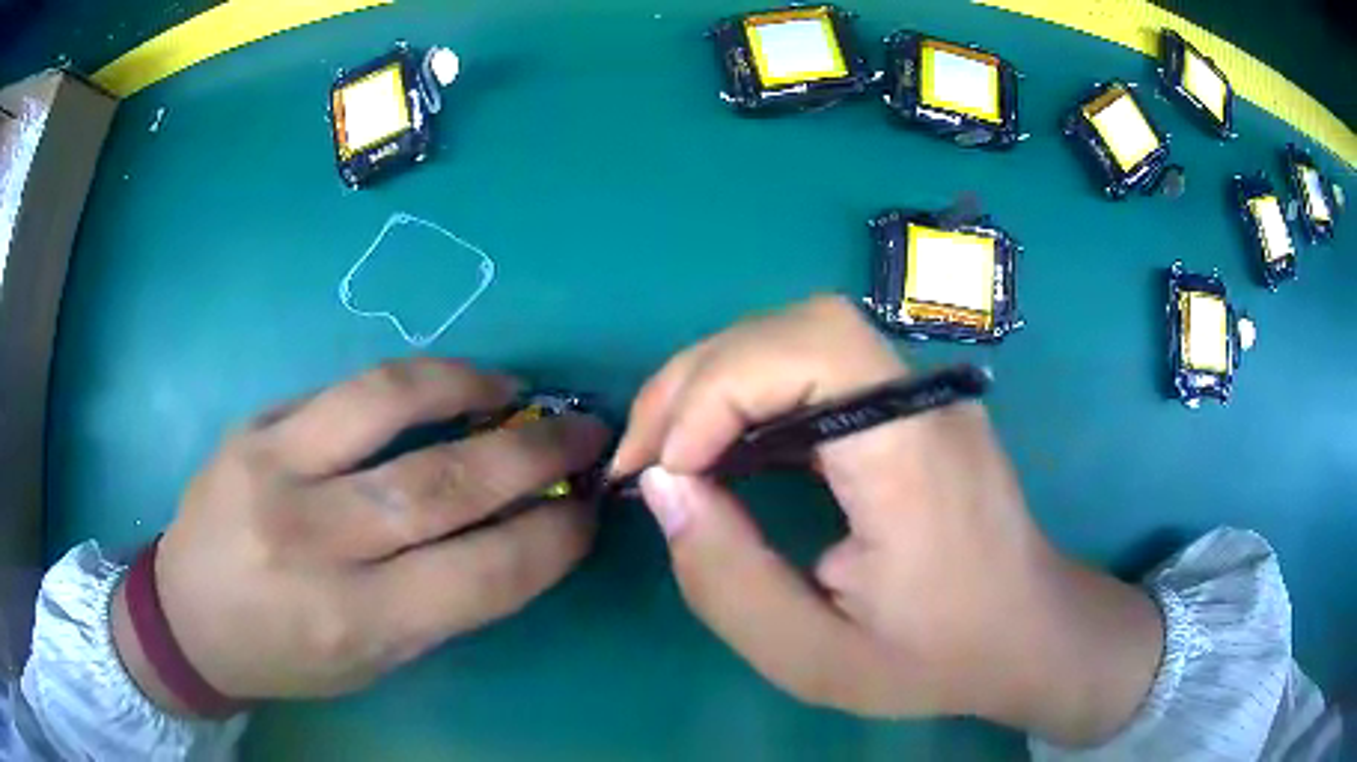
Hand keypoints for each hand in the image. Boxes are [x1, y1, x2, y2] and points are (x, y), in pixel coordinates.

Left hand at [112, 358, 609, 713]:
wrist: (187, 614)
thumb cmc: (286, 654)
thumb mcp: (373, 659)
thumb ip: (441, 600)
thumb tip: (516, 534)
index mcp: (352, 621)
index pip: (481, 574)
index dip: (551, 539)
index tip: (590, 513)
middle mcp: (313, 542)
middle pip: (444, 484)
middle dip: (535, 453)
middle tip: (584, 432)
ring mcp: (273, 469)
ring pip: (390, 405)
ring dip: (473, 389)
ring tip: (518, 389)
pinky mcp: (254, 426)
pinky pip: (347, 389)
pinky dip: (414, 382)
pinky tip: (447, 385)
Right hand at [612, 296, 1162, 745]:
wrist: (1024, 631)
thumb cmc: (934, 655)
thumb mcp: (816, 657)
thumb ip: (729, 581)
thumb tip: (665, 488)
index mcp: (911, 454)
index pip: (809, 351)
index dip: (717, 391)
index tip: (667, 473)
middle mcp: (919, 400)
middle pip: (795, 326)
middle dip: (699, 379)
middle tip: (647, 458)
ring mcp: (917, 394)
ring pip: (798, 334)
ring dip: (718, 381)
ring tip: (671, 452)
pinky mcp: (904, 404)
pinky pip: (813, 366)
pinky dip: (750, 394)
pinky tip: (725, 449)